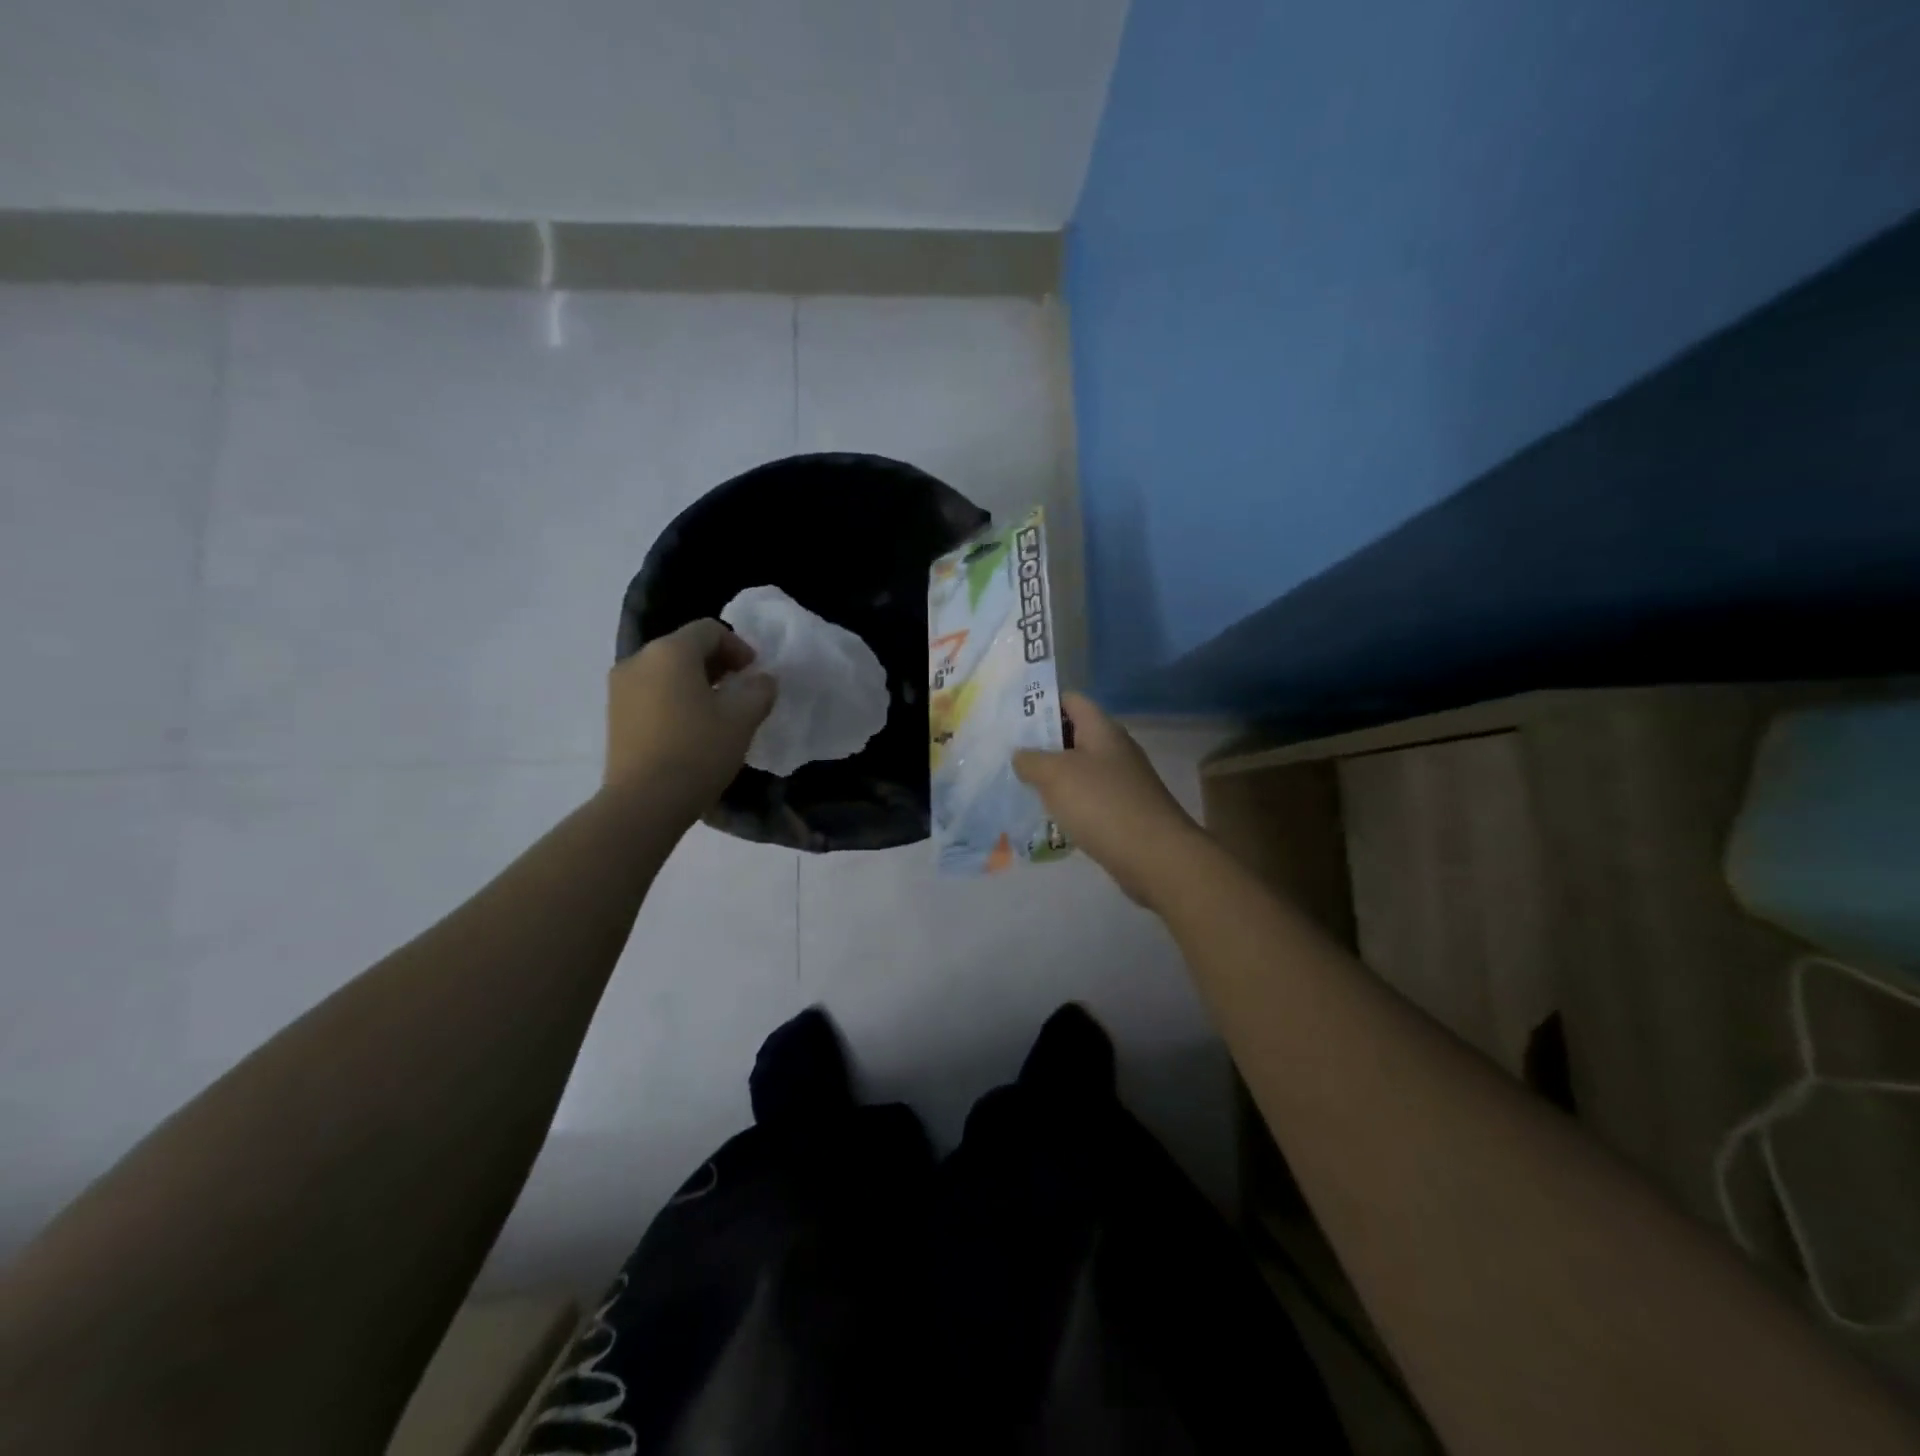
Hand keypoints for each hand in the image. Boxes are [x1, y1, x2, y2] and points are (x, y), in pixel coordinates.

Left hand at [604, 619, 776, 816]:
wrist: (644, 801)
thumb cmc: (698, 751)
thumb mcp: (742, 719)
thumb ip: (759, 690)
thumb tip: (762, 679)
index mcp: (670, 652)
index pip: (709, 630)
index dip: (738, 646)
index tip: (754, 673)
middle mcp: (639, 660)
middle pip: (684, 647)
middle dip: (717, 663)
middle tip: (740, 690)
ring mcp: (620, 687)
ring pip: (665, 671)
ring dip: (695, 682)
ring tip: (716, 712)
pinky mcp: (614, 714)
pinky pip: (651, 692)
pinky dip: (674, 698)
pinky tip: (690, 728)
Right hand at [1014, 692, 1207, 907]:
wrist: (1154, 856)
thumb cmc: (1102, 804)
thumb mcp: (1055, 775)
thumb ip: (1031, 760)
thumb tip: (1020, 755)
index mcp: (1102, 730)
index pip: (1071, 700)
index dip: (1042, 703)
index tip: (1012, 716)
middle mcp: (1114, 750)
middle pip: (1073, 735)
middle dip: (1041, 743)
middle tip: (1007, 753)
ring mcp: (1121, 782)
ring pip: (1078, 769)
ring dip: (1051, 775)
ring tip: (1018, 784)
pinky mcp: (1122, 811)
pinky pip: (1087, 798)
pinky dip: (1066, 802)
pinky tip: (1046, 814)